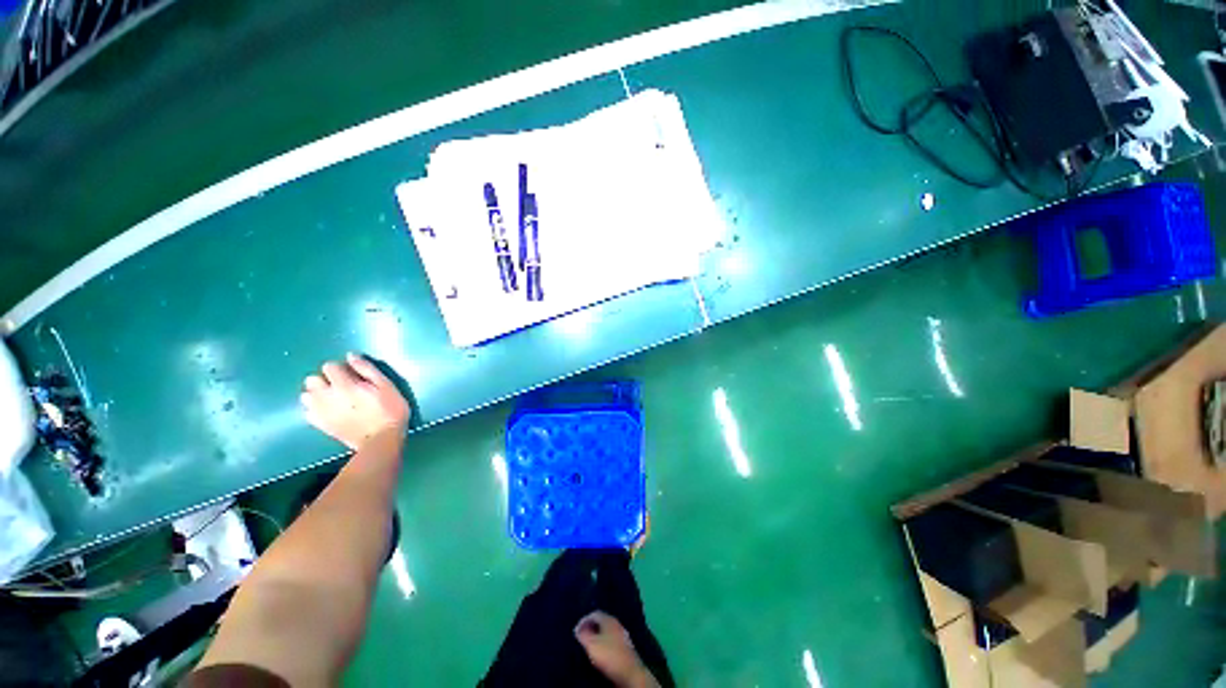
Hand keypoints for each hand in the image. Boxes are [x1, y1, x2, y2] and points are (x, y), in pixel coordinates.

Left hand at [300, 353, 410, 449]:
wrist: (381, 440)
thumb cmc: (390, 410)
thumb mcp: (387, 386)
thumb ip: (367, 369)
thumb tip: (351, 356)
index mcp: (344, 385)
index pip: (329, 366)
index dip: (341, 368)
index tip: (355, 375)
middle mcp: (326, 396)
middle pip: (312, 379)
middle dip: (325, 380)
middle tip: (343, 387)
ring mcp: (320, 412)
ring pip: (306, 395)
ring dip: (318, 394)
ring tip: (335, 399)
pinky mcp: (320, 424)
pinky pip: (307, 412)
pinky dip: (315, 409)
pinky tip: (329, 411)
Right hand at [575, 611, 658, 687]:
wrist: (630, 673)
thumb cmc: (609, 655)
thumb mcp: (592, 644)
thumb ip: (583, 635)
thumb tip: (578, 628)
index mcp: (609, 619)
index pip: (595, 613)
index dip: (584, 620)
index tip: (576, 631)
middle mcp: (617, 624)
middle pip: (601, 622)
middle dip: (591, 628)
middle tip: (582, 637)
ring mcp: (623, 636)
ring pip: (607, 632)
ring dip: (597, 637)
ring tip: (589, 646)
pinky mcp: (625, 648)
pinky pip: (612, 641)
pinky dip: (604, 644)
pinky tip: (600, 653)